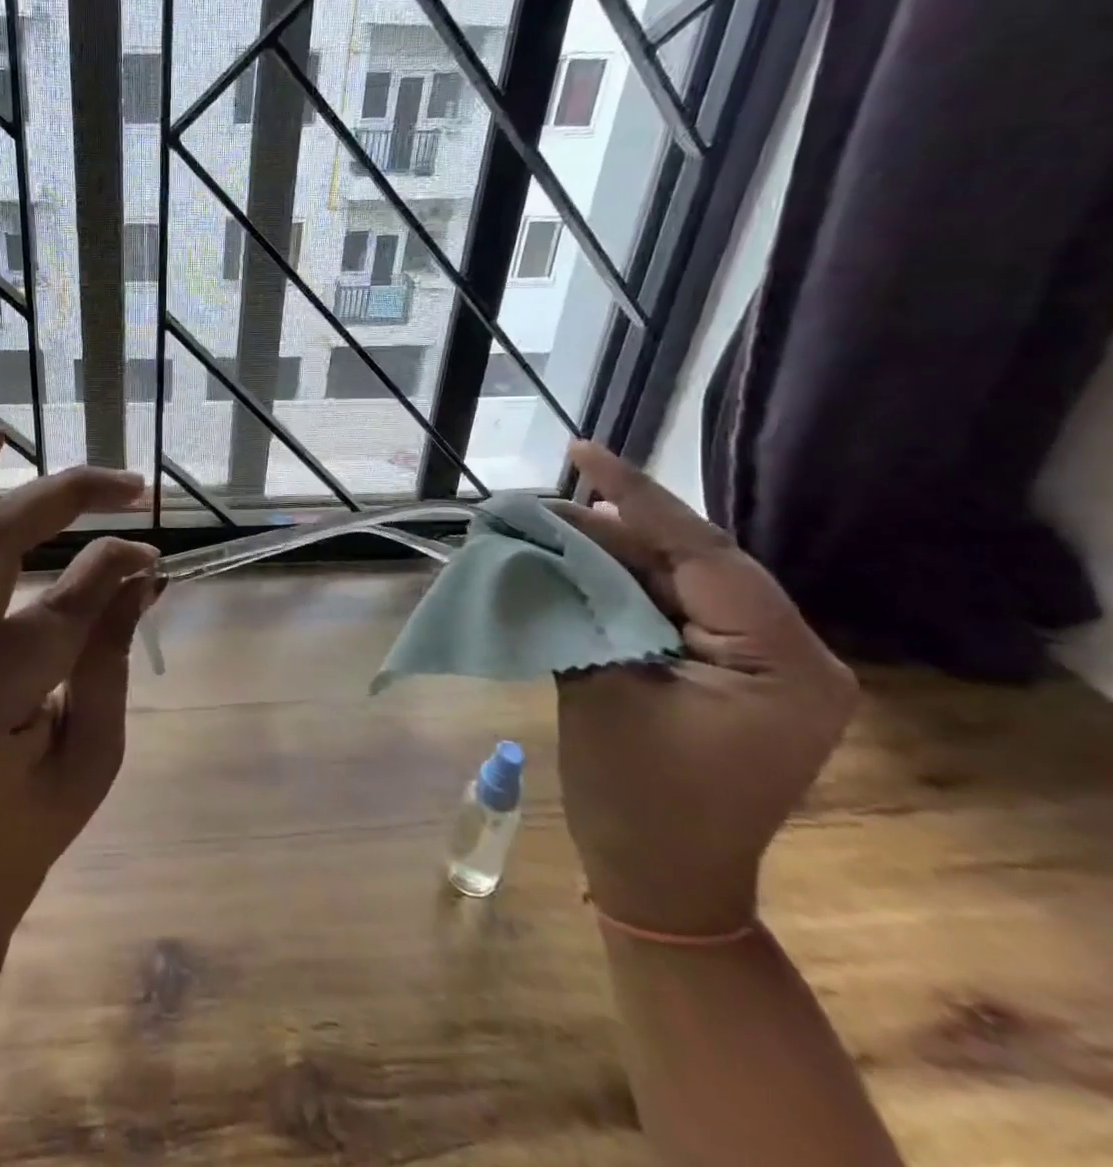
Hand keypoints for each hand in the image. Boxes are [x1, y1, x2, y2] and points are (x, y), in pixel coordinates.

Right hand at [552, 442, 857, 936]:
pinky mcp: (735, 674)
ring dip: (616, 555)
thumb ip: (579, 608)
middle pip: (695, 563)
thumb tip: (541, 543)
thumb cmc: (634, 799)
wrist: (660, 884)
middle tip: (545, 498)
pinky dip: (625, 587)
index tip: (581, 451)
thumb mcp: (600, 689)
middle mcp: (794, 656)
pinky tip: (579, 565)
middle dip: (616, 528)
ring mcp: (766, 666)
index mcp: (784, 664)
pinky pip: (676, 610)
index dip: (637, 498)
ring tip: (550, 524)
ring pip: (682, 582)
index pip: (707, 555)